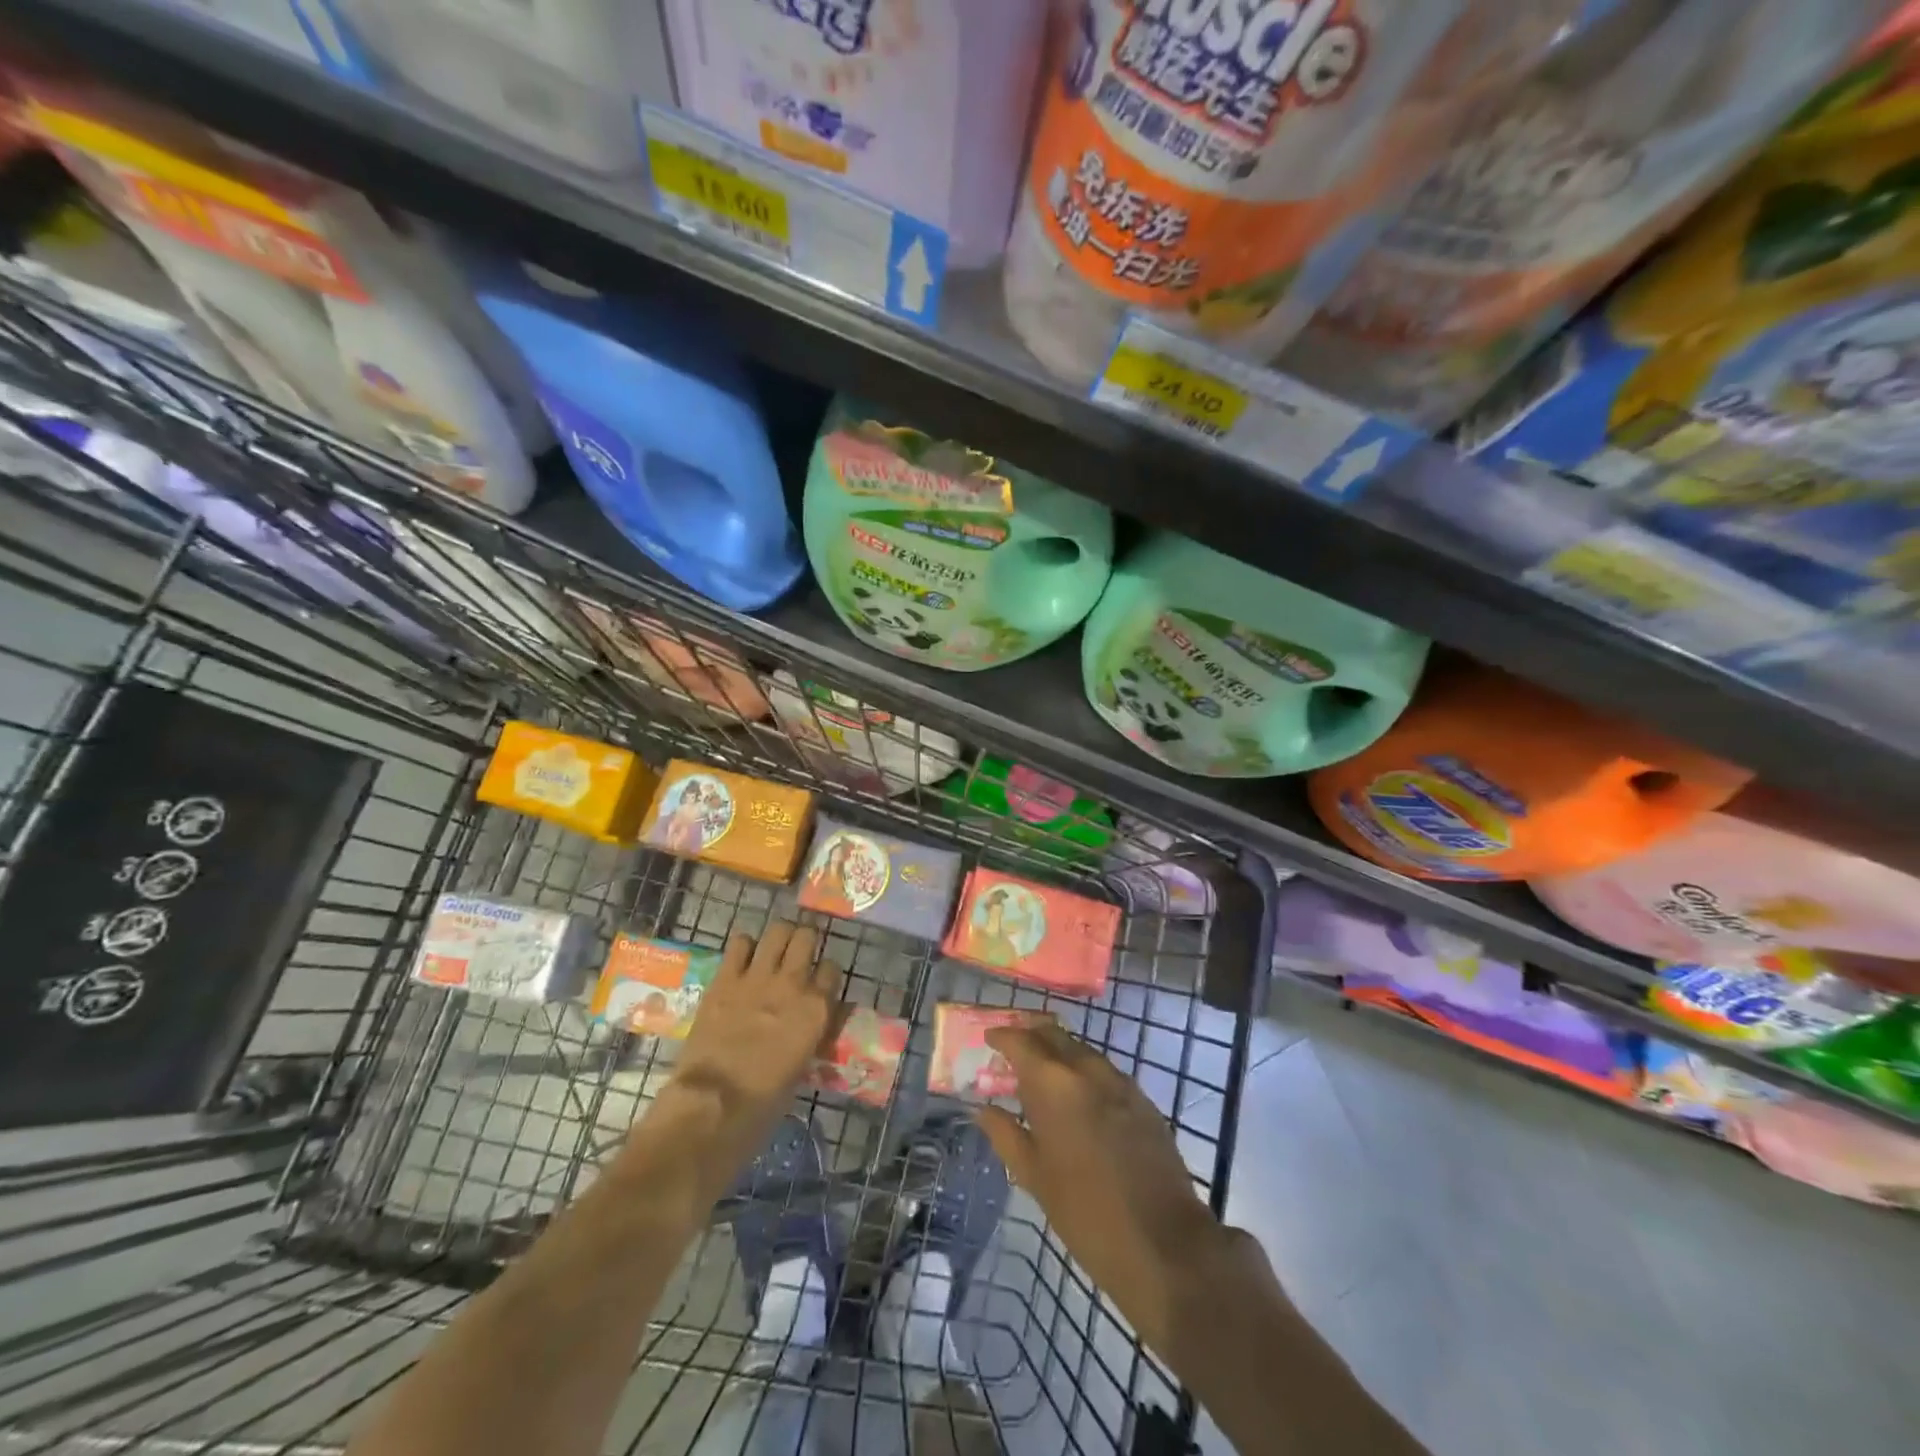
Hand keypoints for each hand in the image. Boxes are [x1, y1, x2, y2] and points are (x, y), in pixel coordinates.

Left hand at [666, 922, 842, 1145]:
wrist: (714, 1103)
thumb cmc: (764, 1101)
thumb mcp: (803, 1066)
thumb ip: (811, 1034)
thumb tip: (813, 1023)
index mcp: (818, 1009)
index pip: (832, 969)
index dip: (825, 974)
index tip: (819, 982)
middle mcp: (793, 983)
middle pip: (807, 937)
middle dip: (804, 941)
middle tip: (797, 953)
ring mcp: (758, 977)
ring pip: (777, 930)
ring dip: (778, 937)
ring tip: (773, 948)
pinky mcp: (725, 978)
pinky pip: (739, 943)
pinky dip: (744, 946)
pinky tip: (743, 959)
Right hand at [976, 1022, 1244, 1350]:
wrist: (1162, 1241)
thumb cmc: (1084, 1212)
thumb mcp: (1033, 1176)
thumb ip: (1005, 1134)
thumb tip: (983, 1109)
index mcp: (1053, 1083)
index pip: (1021, 1041)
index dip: (1002, 1037)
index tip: (989, 1040)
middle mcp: (1086, 1069)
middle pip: (1054, 1034)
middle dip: (1031, 1036)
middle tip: (1012, 1052)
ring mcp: (1119, 1081)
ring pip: (1081, 1050)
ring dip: (1058, 1053)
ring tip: (1042, 1076)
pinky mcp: (1142, 1099)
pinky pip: (1104, 1071)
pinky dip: (1084, 1072)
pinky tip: (1078, 1098)